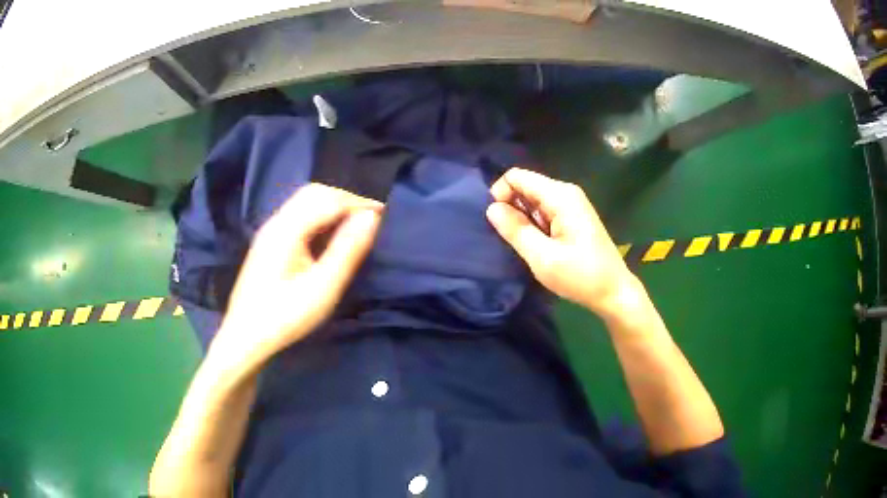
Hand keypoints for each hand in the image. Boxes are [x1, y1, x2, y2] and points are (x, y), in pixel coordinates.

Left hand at [211, 184, 381, 371]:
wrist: (244, 337)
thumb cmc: (284, 317)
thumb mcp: (322, 289)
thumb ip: (347, 250)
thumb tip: (372, 217)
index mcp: (287, 229)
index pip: (330, 199)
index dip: (359, 200)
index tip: (386, 209)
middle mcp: (277, 221)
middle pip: (315, 192)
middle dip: (347, 196)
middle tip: (374, 212)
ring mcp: (271, 230)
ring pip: (306, 201)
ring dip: (334, 203)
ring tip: (358, 219)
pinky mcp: (270, 241)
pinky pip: (300, 214)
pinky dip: (322, 213)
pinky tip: (332, 230)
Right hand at [486, 167, 639, 318]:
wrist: (614, 293)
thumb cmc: (580, 276)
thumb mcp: (543, 257)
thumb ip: (516, 230)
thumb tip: (491, 208)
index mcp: (560, 196)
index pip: (517, 176)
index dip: (500, 194)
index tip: (498, 223)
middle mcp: (566, 193)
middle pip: (525, 186)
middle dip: (511, 207)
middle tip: (511, 239)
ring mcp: (571, 205)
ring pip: (533, 200)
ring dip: (522, 219)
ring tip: (526, 246)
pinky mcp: (573, 217)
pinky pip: (544, 211)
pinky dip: (534, 225)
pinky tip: (538, 246)